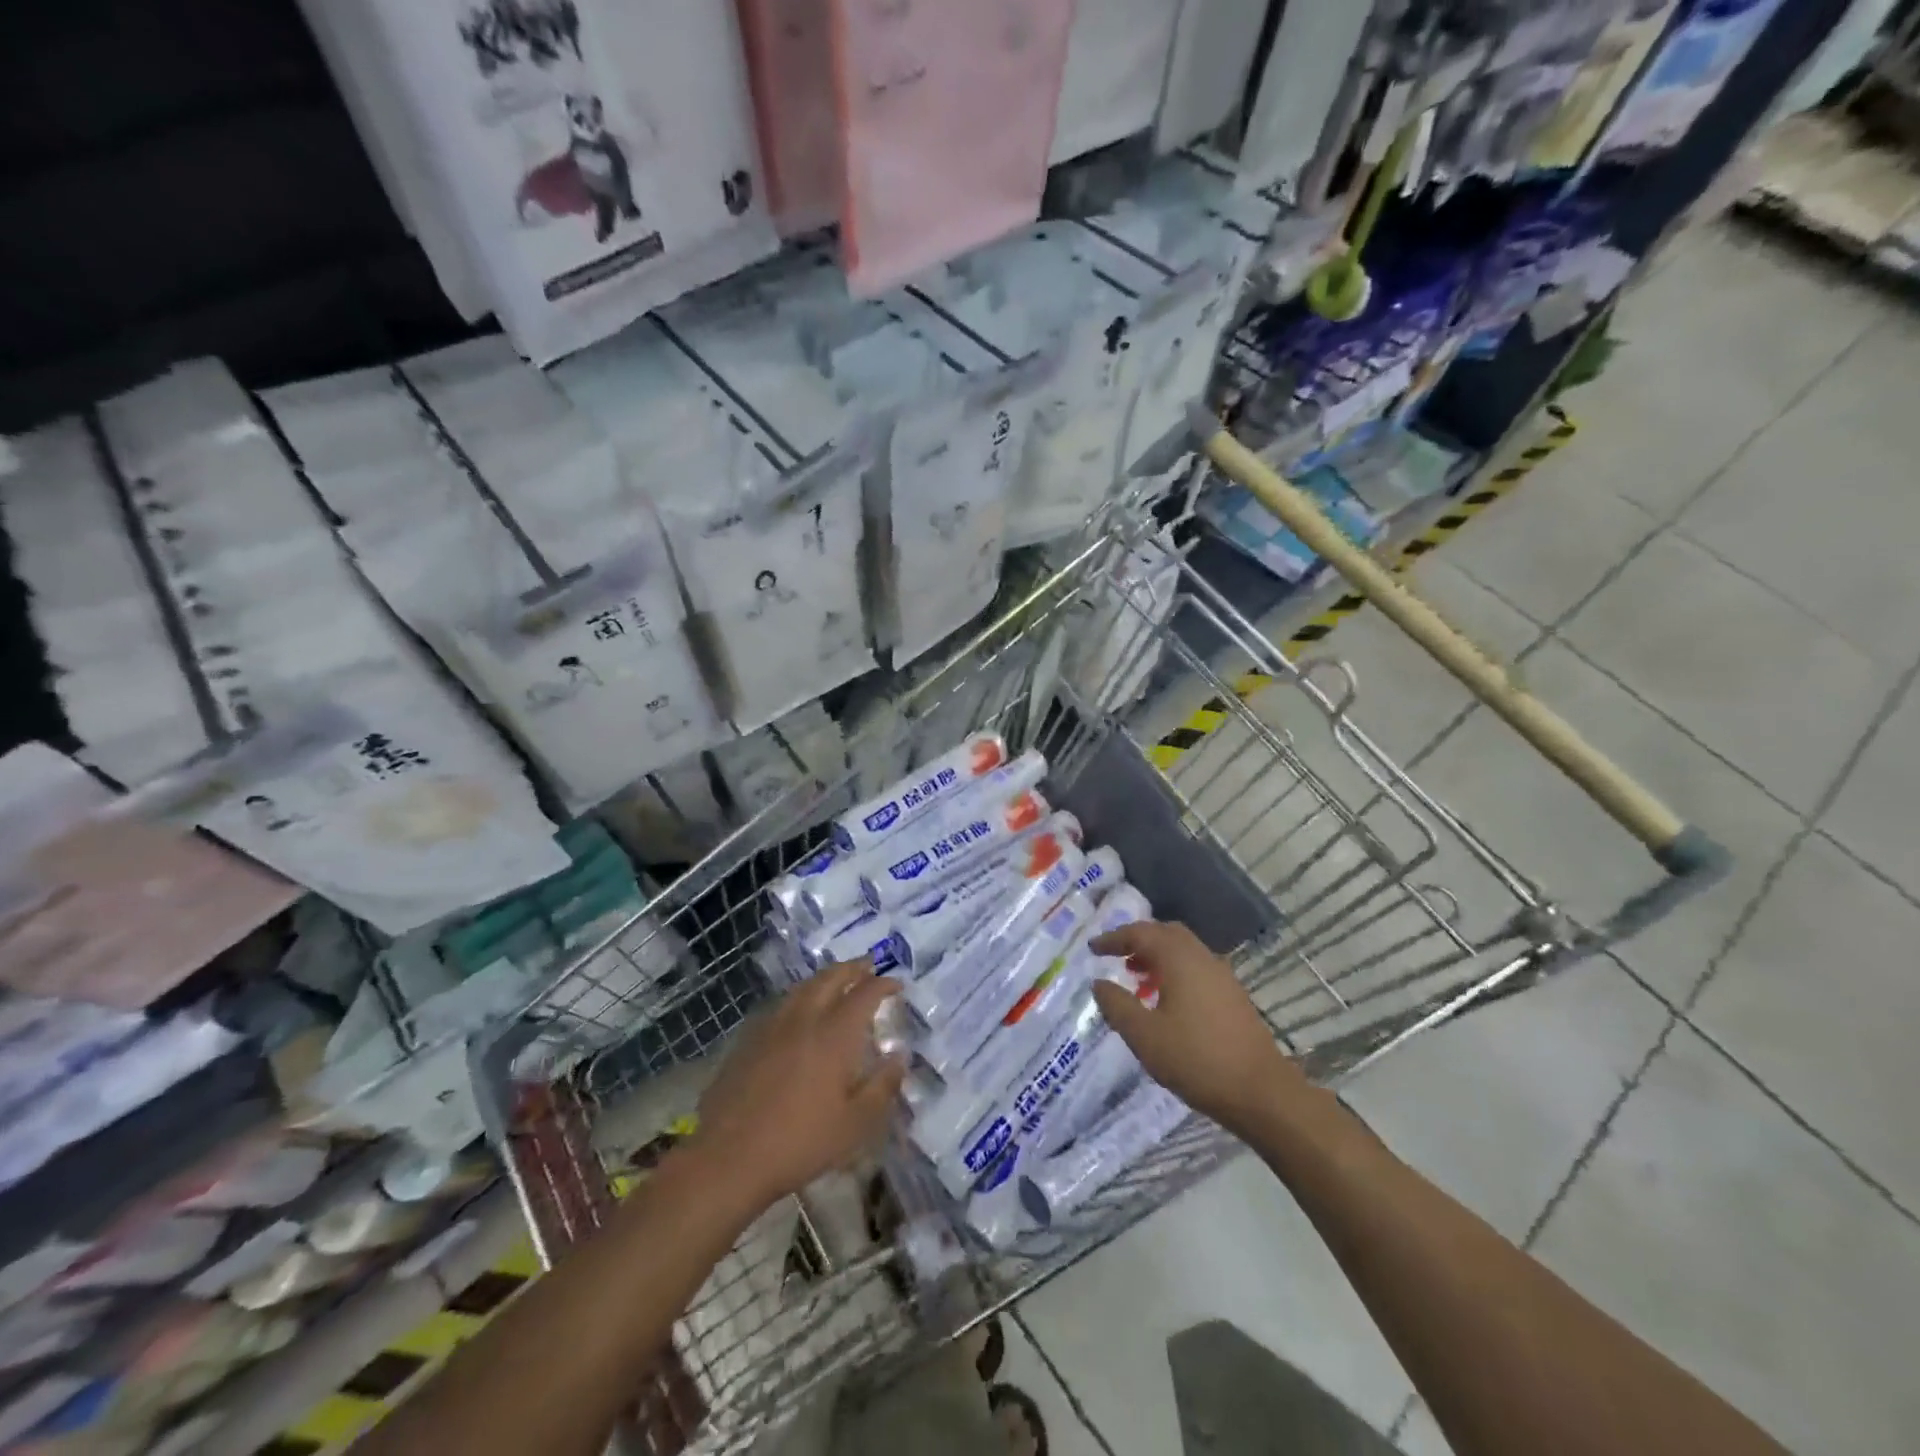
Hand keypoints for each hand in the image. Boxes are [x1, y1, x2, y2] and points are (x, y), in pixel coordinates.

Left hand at [693, 962, 905, 1213]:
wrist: (728, 1158)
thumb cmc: (800, 1143)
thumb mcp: (855, 1125)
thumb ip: (882, 1086)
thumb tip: (900, 1056)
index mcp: (834, 1034)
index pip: (864, 994)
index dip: (883, 984)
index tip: (896, 985)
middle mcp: (804, 1019)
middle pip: (830, 978)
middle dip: (853, 968)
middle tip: (868, 966)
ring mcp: (772, 1026)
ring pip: (803, 987)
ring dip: (825, 978)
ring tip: (836, 981)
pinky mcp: (748, 1040)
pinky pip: (781, 1005)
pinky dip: (800, 997)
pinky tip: (799, 1012)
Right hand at [1090, 920, 1307, 1139]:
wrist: (1261, 1092)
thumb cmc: (1196, 1060)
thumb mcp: (1144, 1036)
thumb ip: (1117, 1005)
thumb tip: (1099, 983)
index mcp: (1179, 959)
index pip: (1141, 933)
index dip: (1114, 938)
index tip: (1093, 948)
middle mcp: (1202, 958)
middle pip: (1166, 933)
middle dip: (1139, 941)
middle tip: (1117, 957)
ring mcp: (1222, 976)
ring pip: (1184, 951)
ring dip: (1158, 957)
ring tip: (1137, 980)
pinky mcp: (1233, 996)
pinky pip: (1197, 968)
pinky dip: (1175, 972)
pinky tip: (1166, 1002)